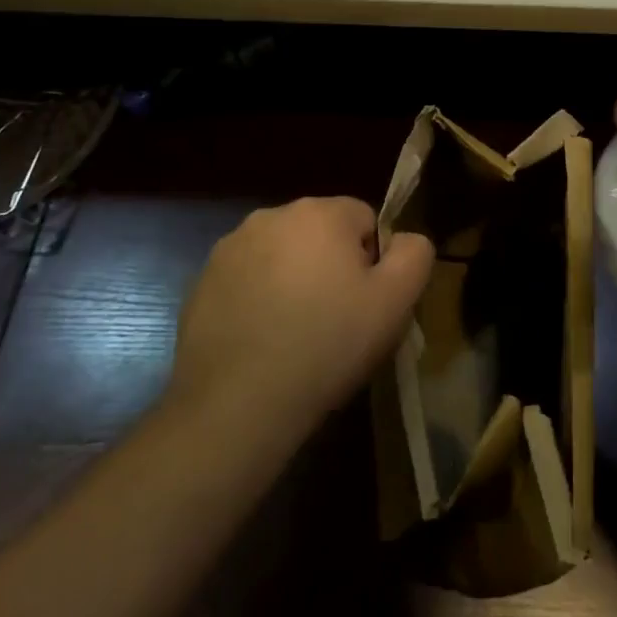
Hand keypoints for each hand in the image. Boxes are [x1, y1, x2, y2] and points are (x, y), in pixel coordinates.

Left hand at [169, 198, 433, 443]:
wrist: (238, 404)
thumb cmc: (327, 344)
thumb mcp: (395, 302)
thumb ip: (414, 254)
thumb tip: (405, 240)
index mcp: (320, 212)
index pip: (364, 220)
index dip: (372, 262)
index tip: (365, 304)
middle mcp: (271, 216)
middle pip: (320, 234)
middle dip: (331, 267)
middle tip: (334, 321)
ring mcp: (230, 248)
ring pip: (282, 256)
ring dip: (293, 281)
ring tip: (296, 334)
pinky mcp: (202, 282)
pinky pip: (247, 280)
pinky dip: (258, 300)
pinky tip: (262, 341)